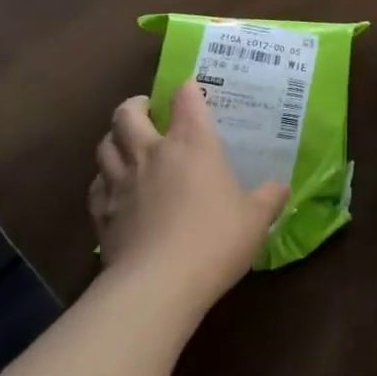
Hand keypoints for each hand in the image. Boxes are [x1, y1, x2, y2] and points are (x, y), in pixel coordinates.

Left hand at [89, 82, 286, 308]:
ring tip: (125, 144)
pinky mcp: (101, 214)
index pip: (186, 98)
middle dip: (135, 106)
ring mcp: (121, 182)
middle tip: (146, 110)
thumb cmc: (214, 241)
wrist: (157, 285)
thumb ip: (269, 198)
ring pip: (104, 145)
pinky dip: (103, 179)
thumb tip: (281, 187)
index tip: (192, 90)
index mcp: (192, 143)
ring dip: (114, 138)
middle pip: (127, 114)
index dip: (189, 89)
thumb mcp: (255, 220)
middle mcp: (152, 153)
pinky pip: (96, 184)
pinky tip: (112, 189)